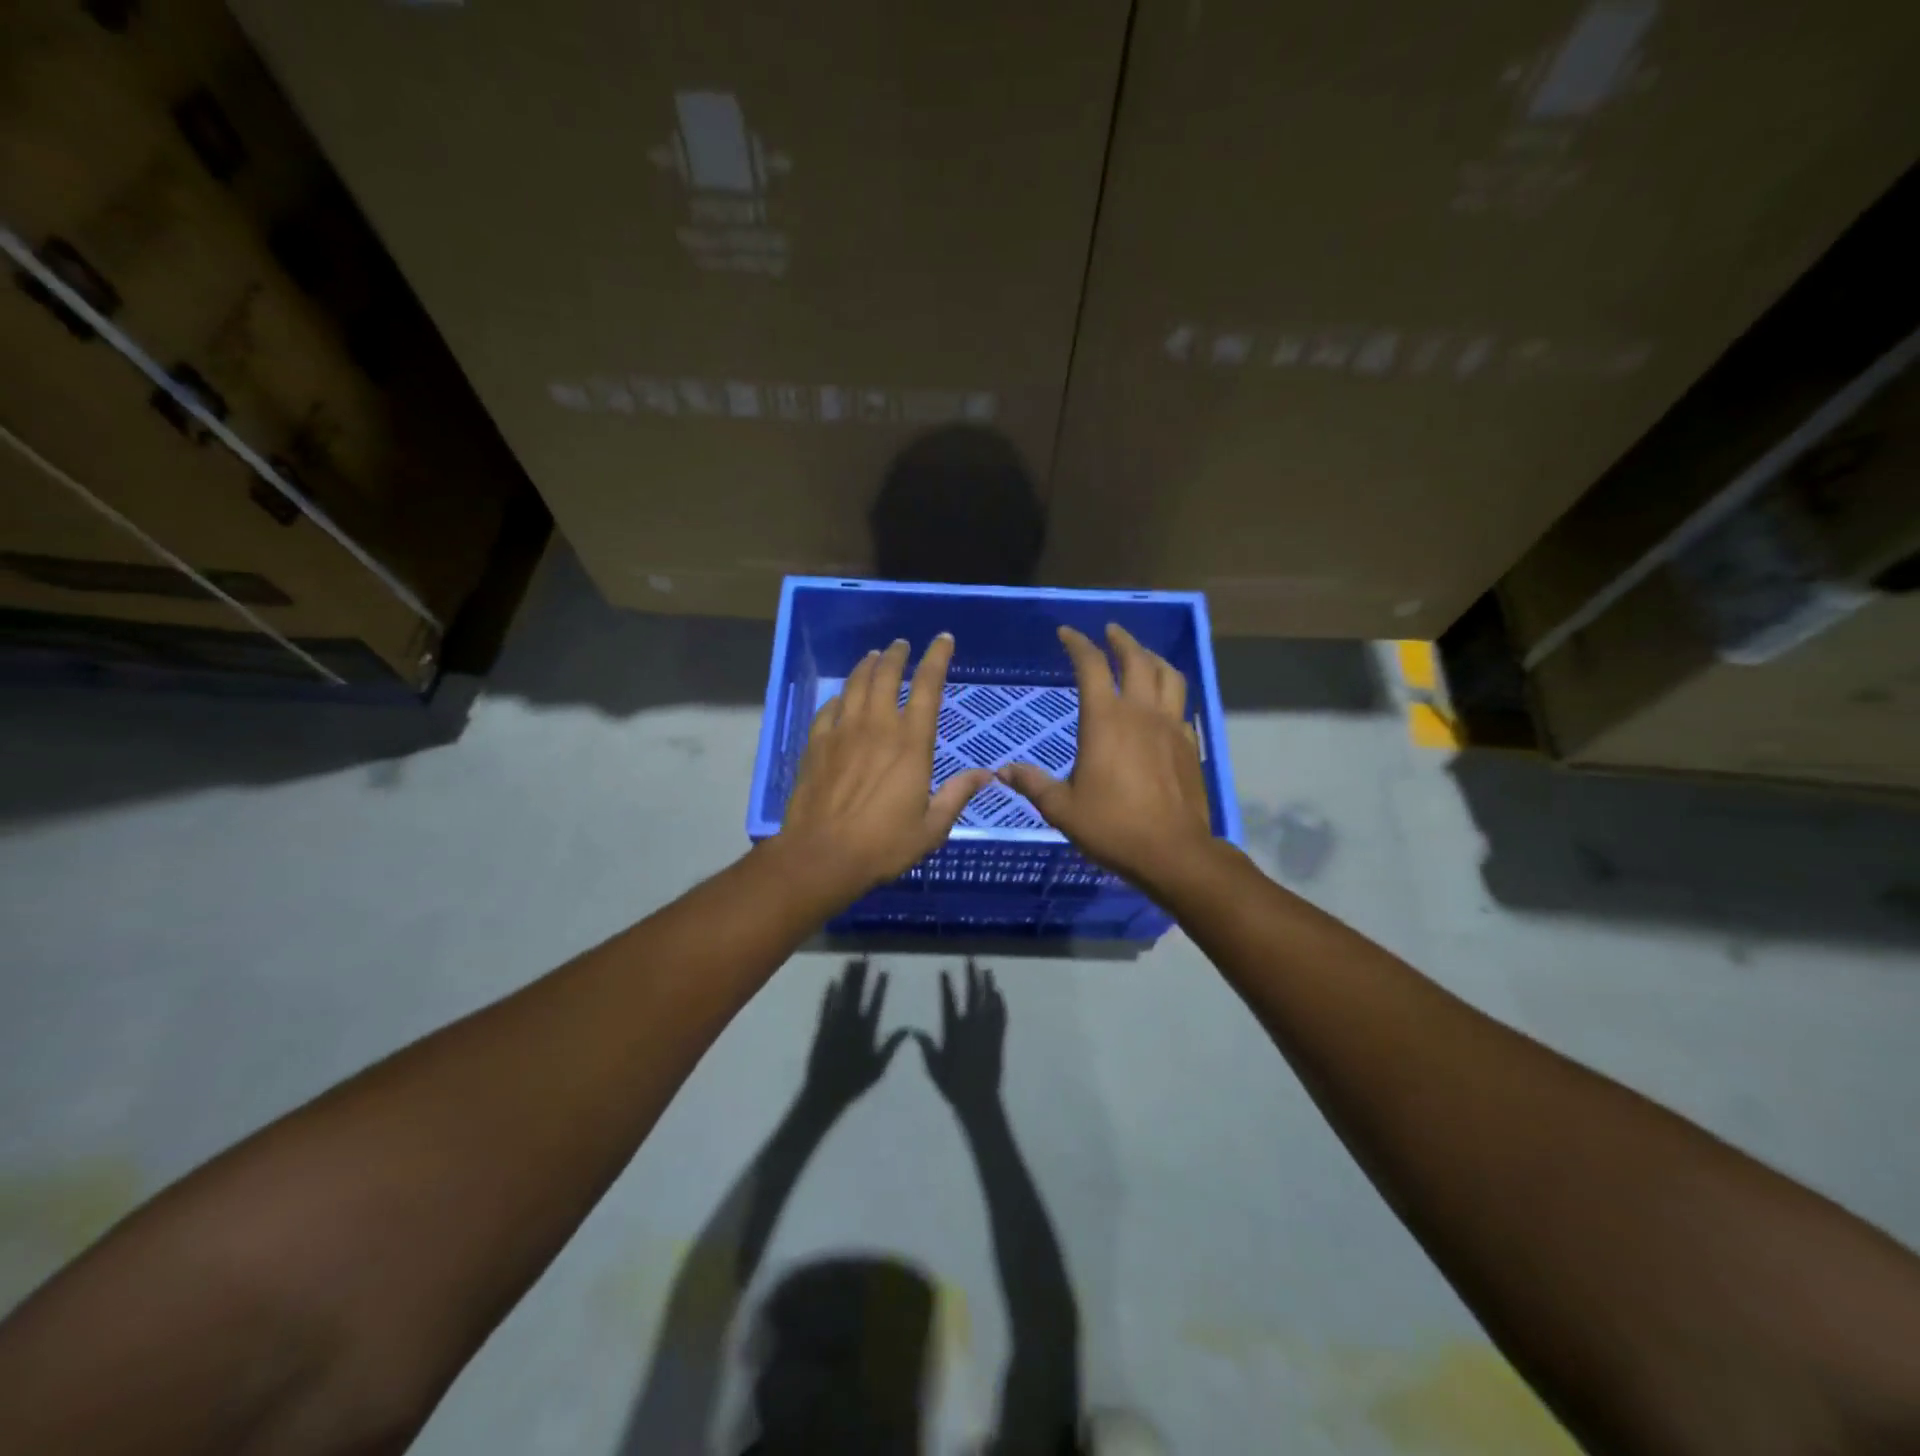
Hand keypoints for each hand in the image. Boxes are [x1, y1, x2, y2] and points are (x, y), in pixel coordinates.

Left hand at [780, 634, 993, 901]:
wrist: (822, 856)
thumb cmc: (884, 845)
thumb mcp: (932, 827)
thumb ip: (957, 795)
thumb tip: (986, 774)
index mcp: (911, 744)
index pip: (928, 687)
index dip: (937, 658)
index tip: (943, 639)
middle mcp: (877, 727)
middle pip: (887, 675)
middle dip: (897, 655)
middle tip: (902, 645)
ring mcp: (843, 732)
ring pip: (856, 685)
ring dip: (867, 666)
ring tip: (874, 657)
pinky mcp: (816, 744)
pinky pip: (829, 709)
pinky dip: (839, 697)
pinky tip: (841, 697)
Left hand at [798, 960, 905, 1114]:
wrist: (824, 1094)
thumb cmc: (854, 1083)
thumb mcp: (878, 1067)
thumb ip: (892, 1046)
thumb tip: (908, 1029)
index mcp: (866, 1031)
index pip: (876, 1002)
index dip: (880, 986)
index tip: (884, 970)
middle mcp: (850, 1022)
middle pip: (857, 993)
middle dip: (861, 974)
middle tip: (865, 957)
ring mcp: (834, 1024)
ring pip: (842, 995)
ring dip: (846, 978)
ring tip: (850, 961)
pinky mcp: (821, 1029)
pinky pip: (825, 1007)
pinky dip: (829, 994)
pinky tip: (831, 982)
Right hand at [914, 960, 1004, 1119]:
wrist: (979, 1100)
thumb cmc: (952, 1085)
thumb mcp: (934, 1066)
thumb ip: (926, 1046)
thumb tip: (913, 1030)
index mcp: (955, 1030)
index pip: (949, 1001)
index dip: (946, 985)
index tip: (945, 970)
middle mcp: (972, 1025)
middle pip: (973, 995)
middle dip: (971, 976)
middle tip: (971, 960)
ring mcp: (988, 1031)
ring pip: (989, 1001)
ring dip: (988, 984)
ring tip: (987, 969)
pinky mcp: (999, 1038)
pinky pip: (1001, 1016)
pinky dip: (1000, 1003)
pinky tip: (999, 993)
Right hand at [998, 624, 1214, 890]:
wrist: (1172, 851)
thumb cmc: (1111, 826)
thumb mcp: (1062, 808)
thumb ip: (1033, 784)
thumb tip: (1003, 771)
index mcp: (1105, 719)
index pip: (1092, 665)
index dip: (1078, 644)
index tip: (1067, 634)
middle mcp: (1140, 712)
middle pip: (1136, 659)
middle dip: (1121, 640)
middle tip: (1109, 632)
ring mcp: (1170, 725)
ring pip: (1168, 675)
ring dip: (1152, 658)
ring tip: (1142, 655)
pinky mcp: (1189, 744)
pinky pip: (1181, 704)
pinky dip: (1170, 691)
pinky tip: (1163, 702)